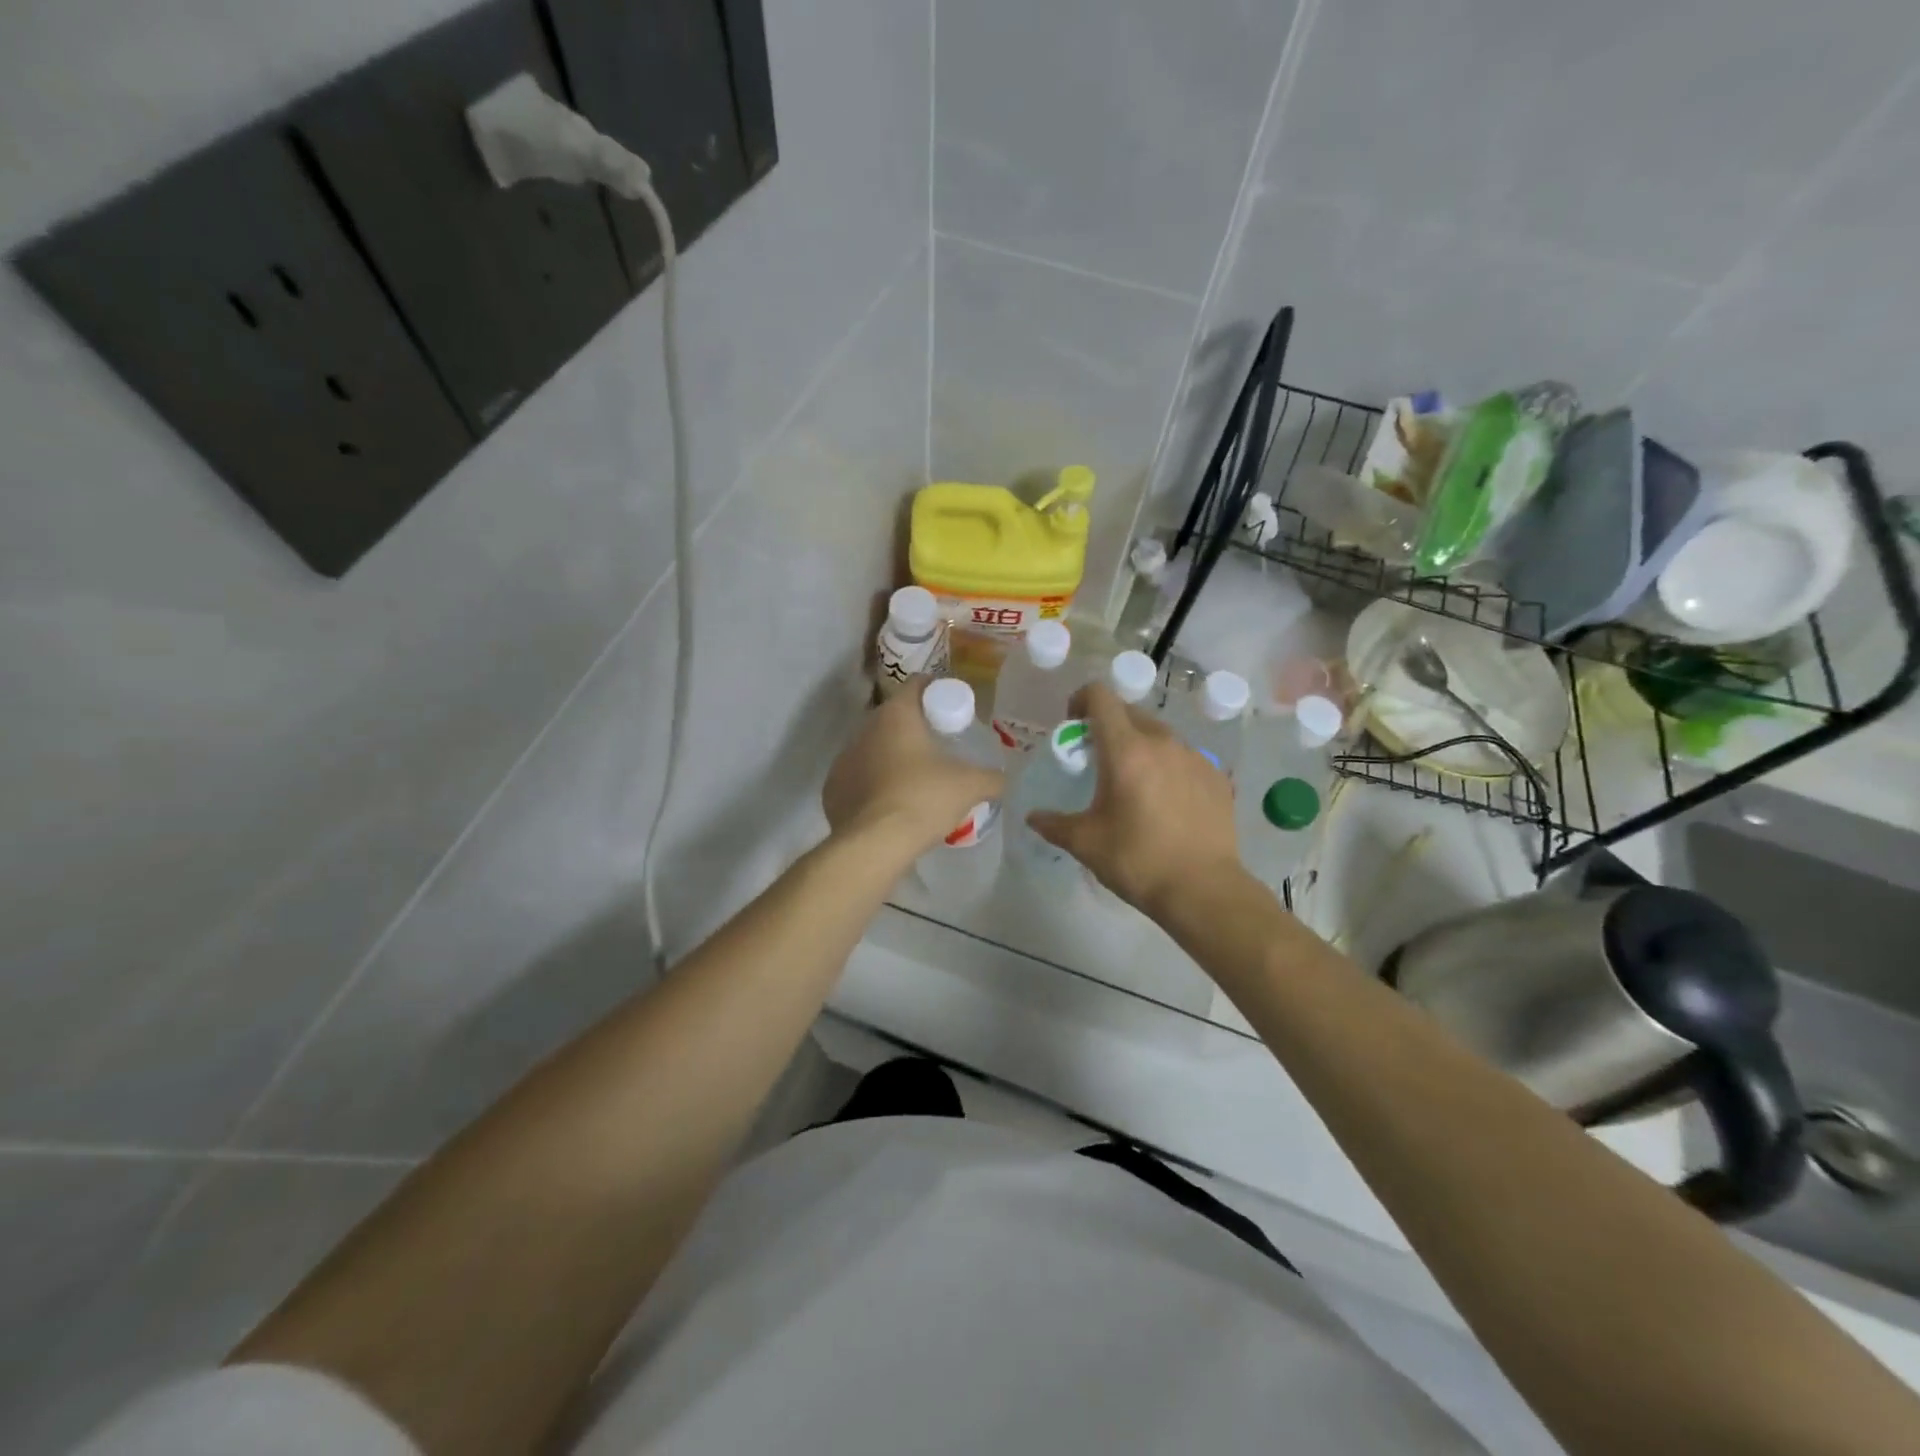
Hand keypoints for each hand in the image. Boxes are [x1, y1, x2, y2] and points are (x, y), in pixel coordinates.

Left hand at [823, 678, 1004, 855]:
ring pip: (873, 748)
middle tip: (938, 747)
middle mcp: (864, 729)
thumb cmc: (924, 799)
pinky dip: (873, 784)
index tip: (950, 708)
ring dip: (891, 756)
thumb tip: (1002, 779)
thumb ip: (992, 778)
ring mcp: (843, 759)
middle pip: (893, 717)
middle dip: (914, 727)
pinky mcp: (832, 789)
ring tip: (914, 779)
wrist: (874, 844)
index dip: (936, 690)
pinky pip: (858, 778)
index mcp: (896, 715)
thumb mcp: (970, 786)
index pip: (916, 684)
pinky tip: (890, 803)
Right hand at [1028, 681, 1240, 916]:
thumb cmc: (1137, 860)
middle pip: (1130, 713)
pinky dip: (1168, 767)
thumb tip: (1033, 818)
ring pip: (1160, 735)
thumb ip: (1054, 824)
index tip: (1073, 725)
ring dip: (1140, 746)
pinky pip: (1185, 757)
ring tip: (1135, 783)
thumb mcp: (1086, 843)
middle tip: (1099, 760)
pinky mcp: (1217, 776)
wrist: (1203, 890)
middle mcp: (1162, 742)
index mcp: (1125, 750)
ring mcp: (1194, 757)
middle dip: (1109, 726)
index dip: (1081, 699)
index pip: (1101, 696)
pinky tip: (1167, 802)